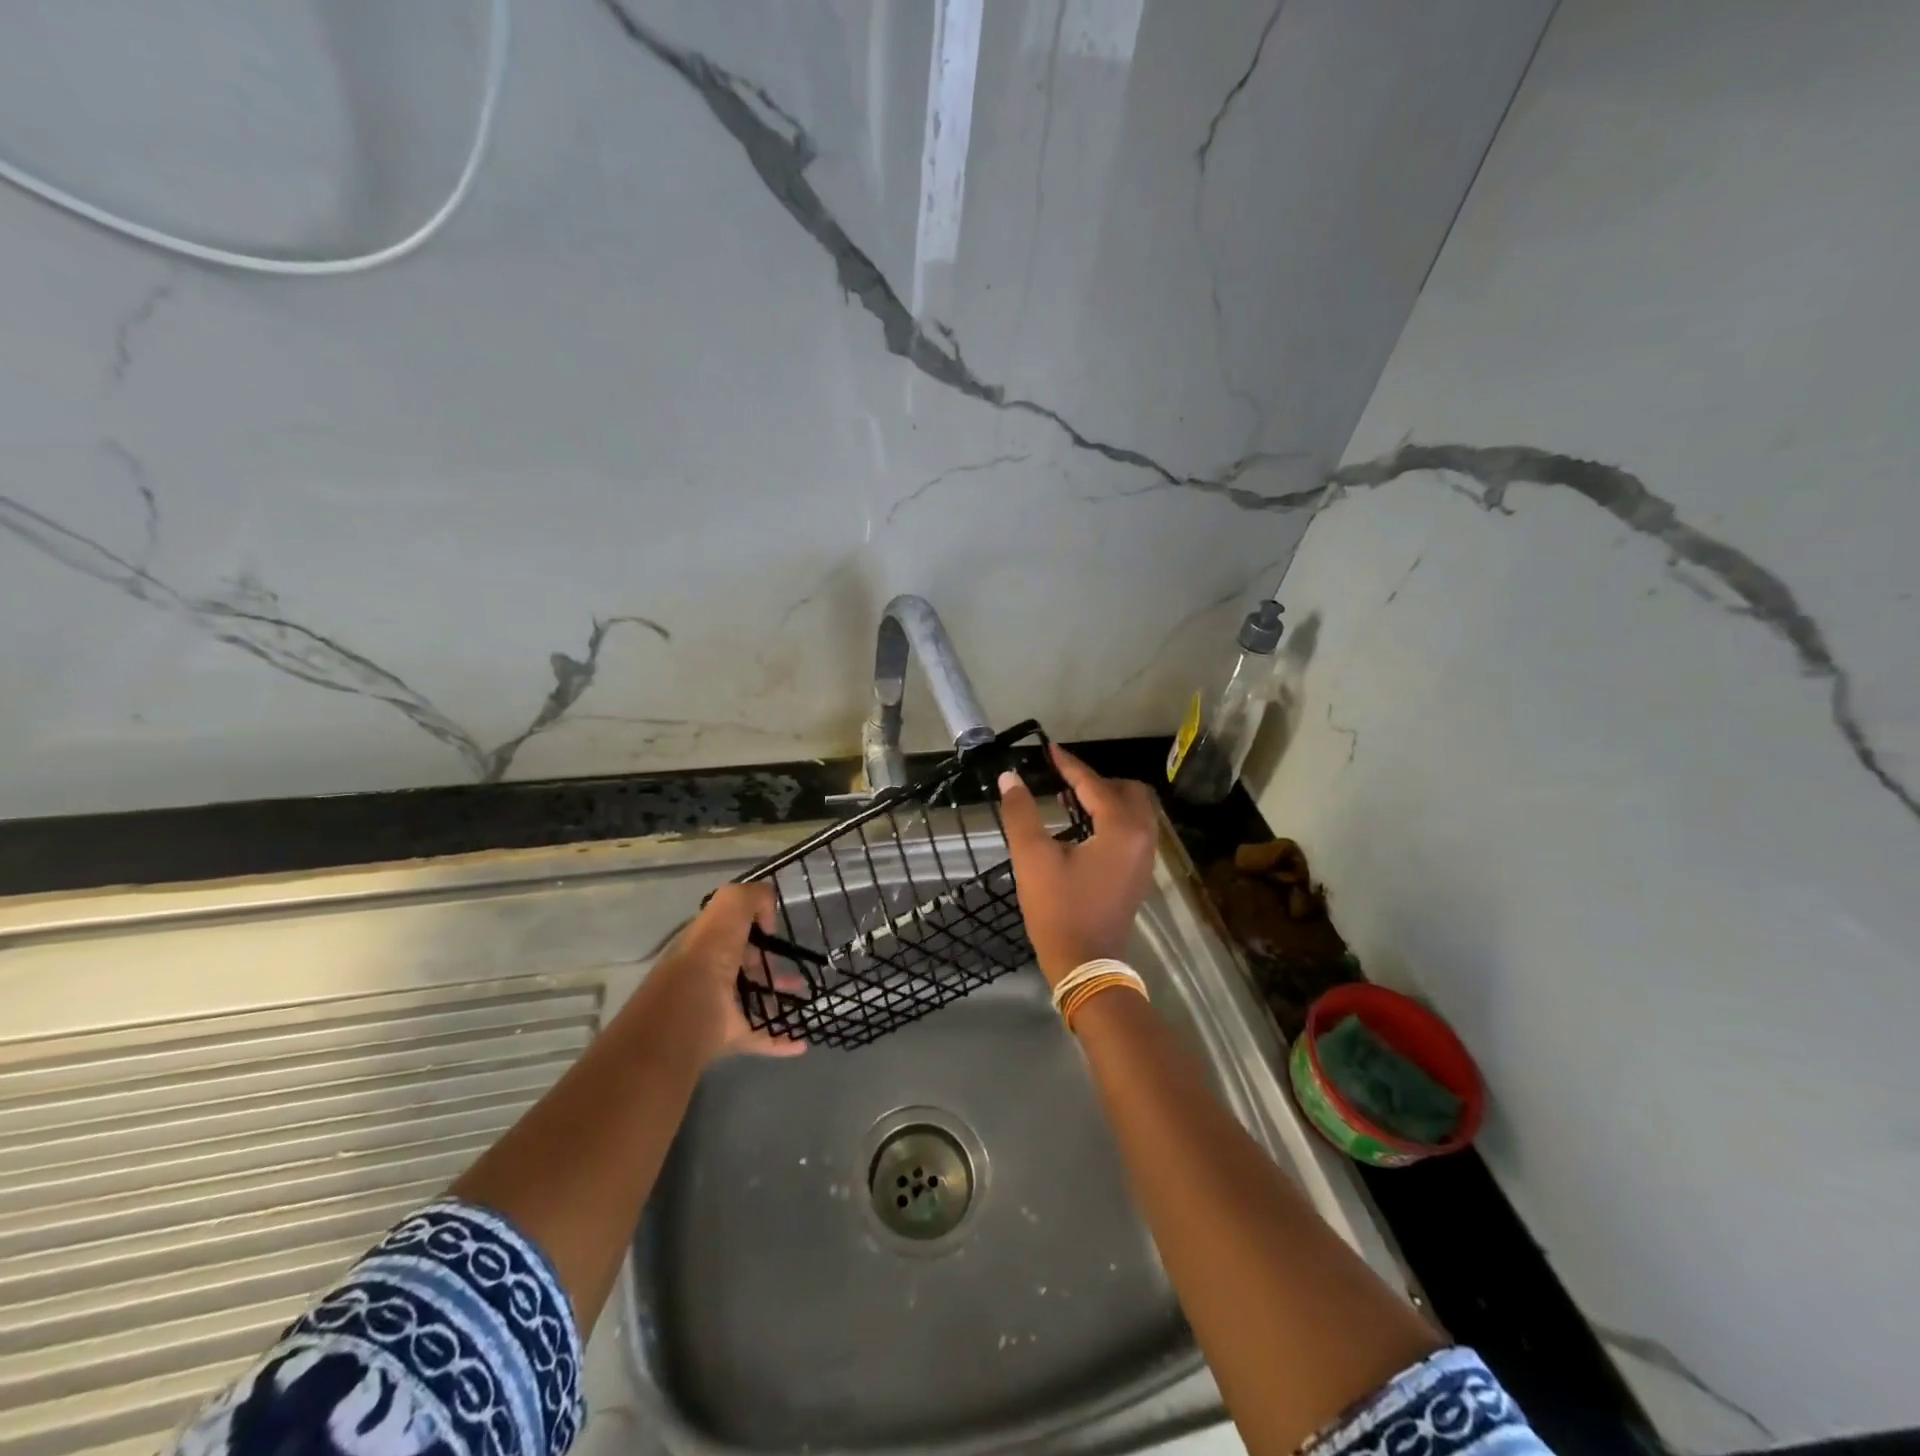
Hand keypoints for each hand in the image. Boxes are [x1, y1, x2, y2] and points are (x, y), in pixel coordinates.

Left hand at [641, 882, 807, 1066]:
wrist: (689, 1008)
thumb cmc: (709, 952)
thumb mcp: (730, 904)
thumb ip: (753, 897)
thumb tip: (768, 918)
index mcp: (708, 943)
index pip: (732, 932)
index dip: (754, 927)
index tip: (776, 931)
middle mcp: (711, 974)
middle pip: (745, 967)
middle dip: (770, 965)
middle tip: (796, 966)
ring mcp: (720, 1007)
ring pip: (754, 1000)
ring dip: (779, 999)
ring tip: (805, 997)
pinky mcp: (731, 1035)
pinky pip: (761, 1037)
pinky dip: (781, 1040)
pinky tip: (802, 1041)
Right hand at [997, 746, 1158, 985]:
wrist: (1085, 964)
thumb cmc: (1059, 909)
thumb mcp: (1032, 857)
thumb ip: (1021, 812)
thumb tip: (1011, 777)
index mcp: (1121, 829)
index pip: (1095, 784)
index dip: (1069, 765)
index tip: (1048, 750)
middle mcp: (1143, 837)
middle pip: (1128, 790)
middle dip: (1096, 780)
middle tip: (1063, 781)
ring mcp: (1145, 858)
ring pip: (1134, 811)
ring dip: (1106, 799)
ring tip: (1069, 801)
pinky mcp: (1139, 874)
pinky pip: (1132, 830)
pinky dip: (1112, 819)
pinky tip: (1082, 828)